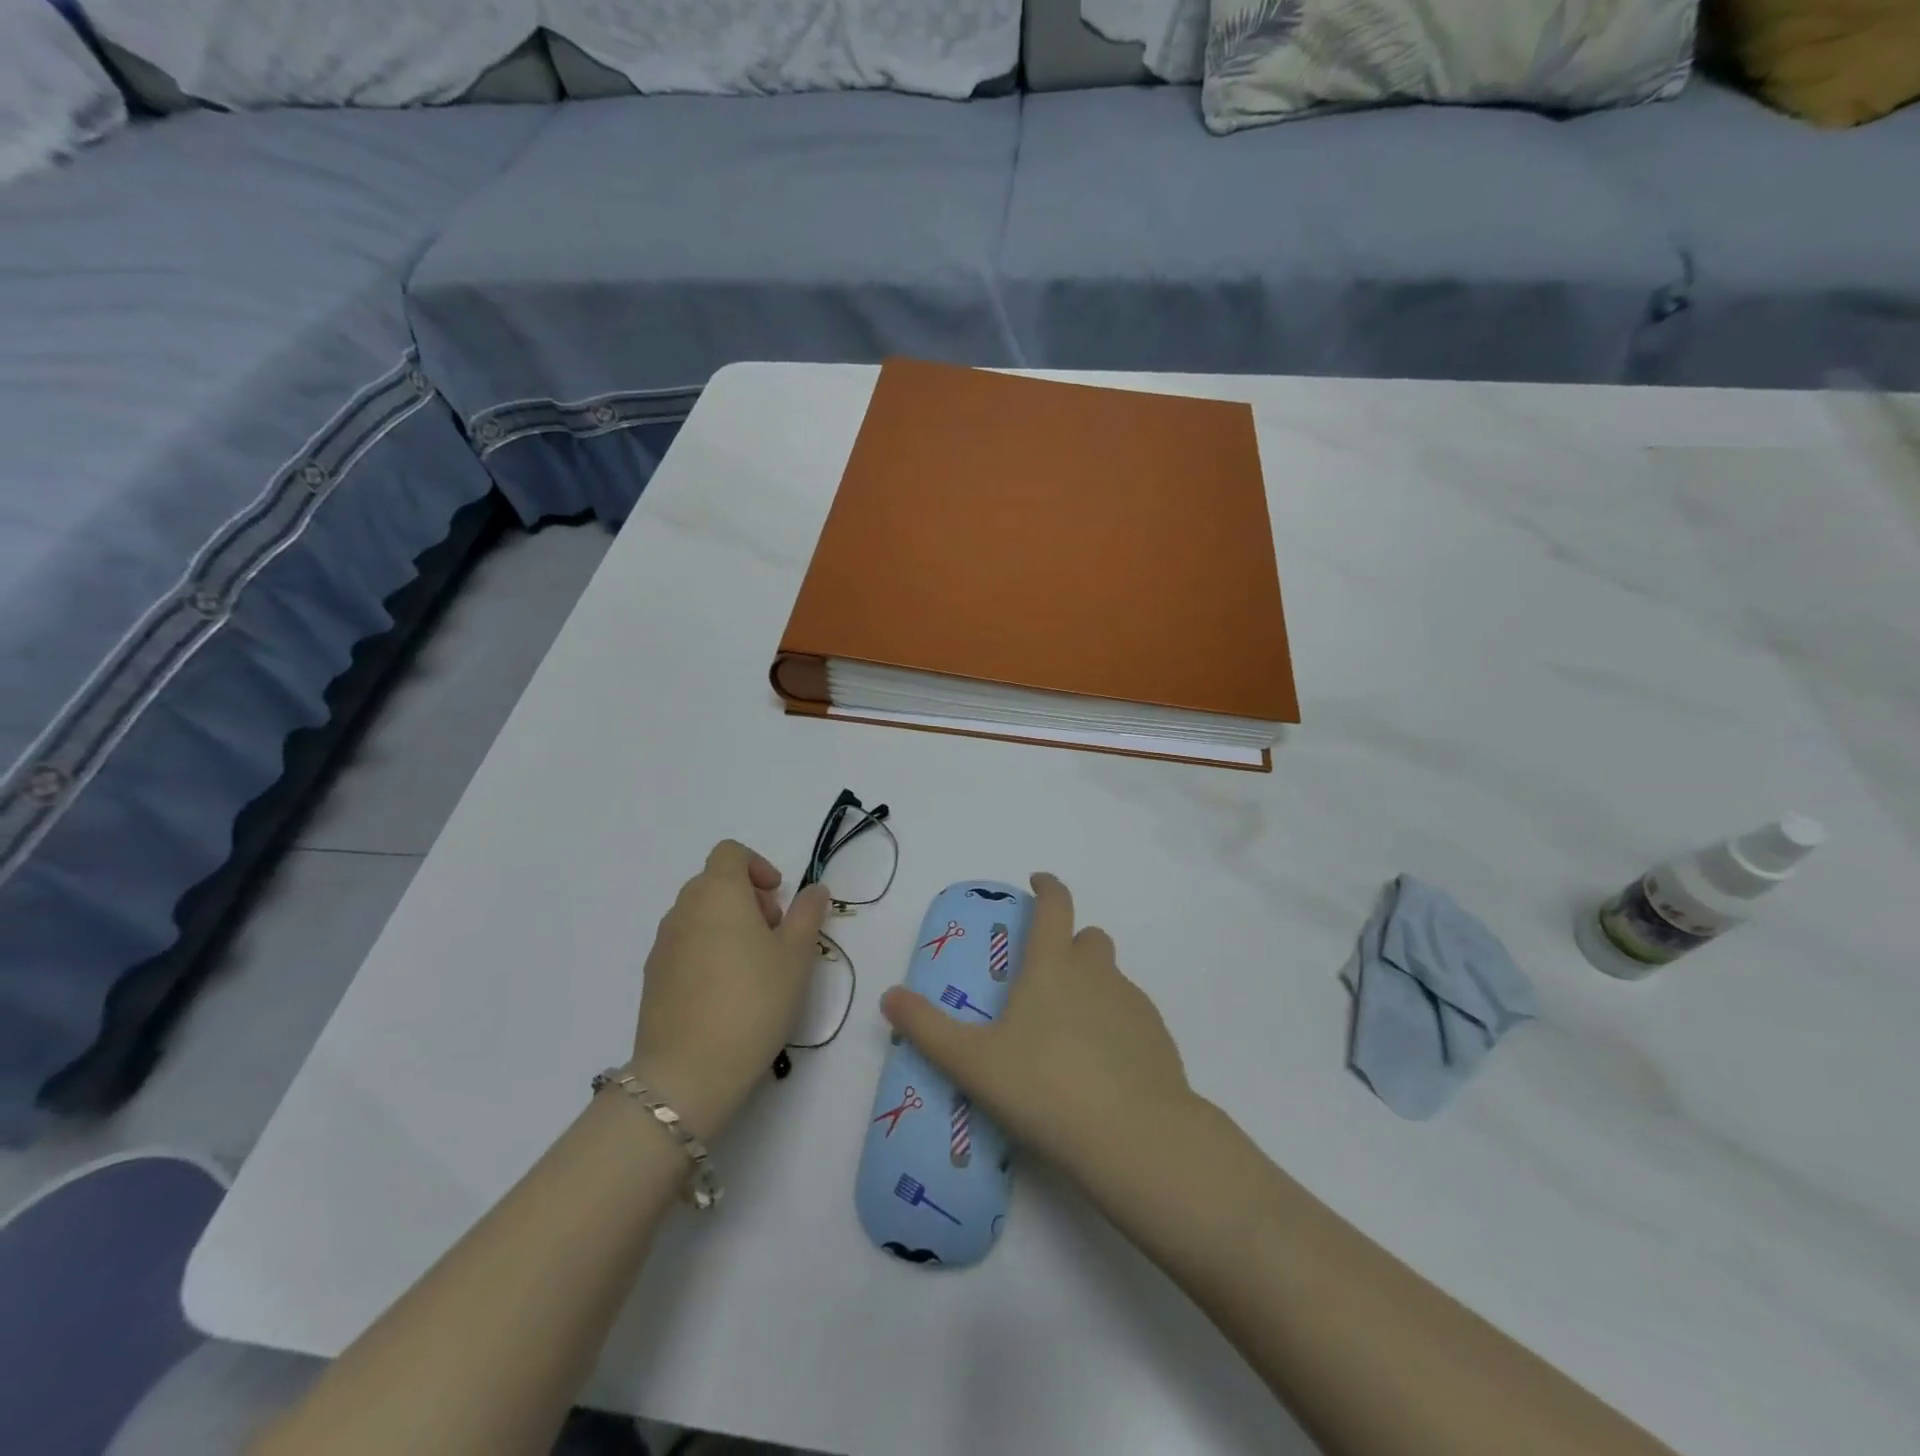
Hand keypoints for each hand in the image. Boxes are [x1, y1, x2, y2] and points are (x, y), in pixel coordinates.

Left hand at [629, 840, 830, 1138]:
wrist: (688, 1072)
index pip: (730, 853)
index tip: (779, 898)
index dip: (758, 865)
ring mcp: (662, 945)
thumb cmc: (753, 1000)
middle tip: (775, 934)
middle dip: (748, 898)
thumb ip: (807, 914)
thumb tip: (814, 889)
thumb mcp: (796, 955)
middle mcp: (683, 909)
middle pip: (715, 883)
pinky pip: (685, 946)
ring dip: (728, 925)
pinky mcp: (652, 978)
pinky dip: (708, 951)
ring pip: (699, 916)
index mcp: (717, 893)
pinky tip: (727, 992)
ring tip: (755, 967)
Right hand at [880, 873, 1191, 1182]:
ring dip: (1092, 986)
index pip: (1055, 904)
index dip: (1047, 887)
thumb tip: (888, 996)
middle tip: (1047, 977)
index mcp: (1052, 965)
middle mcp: (1097, 973)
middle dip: (1070, 943)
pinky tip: (1102, 1066)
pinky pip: (1132, 1015)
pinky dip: (1115, 1024)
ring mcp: (1133, 1003)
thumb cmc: (1044, 1087)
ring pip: (1111, 977)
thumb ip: (927, 1028)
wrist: (1134, 1137)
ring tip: (1069, 1032)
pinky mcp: (1158, 1037)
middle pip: (1089, 938)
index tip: (1038, 882)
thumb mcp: (972, 1062)